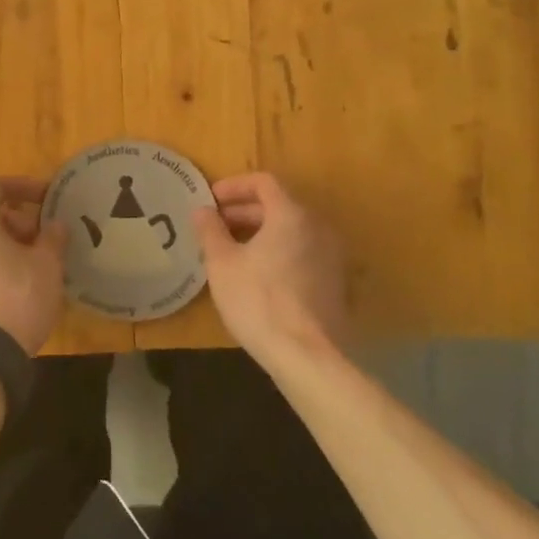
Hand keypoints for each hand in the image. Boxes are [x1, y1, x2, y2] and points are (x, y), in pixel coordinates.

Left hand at [0, 178, 69, 355]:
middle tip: (44, 242)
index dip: (22, 187)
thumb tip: (54, 225)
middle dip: (18, 223)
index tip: (46, 199)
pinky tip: (16, 290)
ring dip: (6, 248)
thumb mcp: (48, 264)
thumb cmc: (19, 296)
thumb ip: (52, 237)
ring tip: (35, 268)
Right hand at [192, 172, 348, 368]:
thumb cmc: (258, 300)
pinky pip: (302, 253)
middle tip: (215, 227)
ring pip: (291, 231)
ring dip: (260, 233)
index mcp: (292, 215)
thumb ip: (210, 230)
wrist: (307, 356)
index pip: (263, 182)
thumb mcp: (221, 263)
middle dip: (244, 212)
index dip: (233, 186)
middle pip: (279, 206)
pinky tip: (257, 275)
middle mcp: (318, 227)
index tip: (210, 201)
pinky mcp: (336, 283)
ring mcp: (332, 256)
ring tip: (231, 251)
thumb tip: (202, 210)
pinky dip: (278, 252)